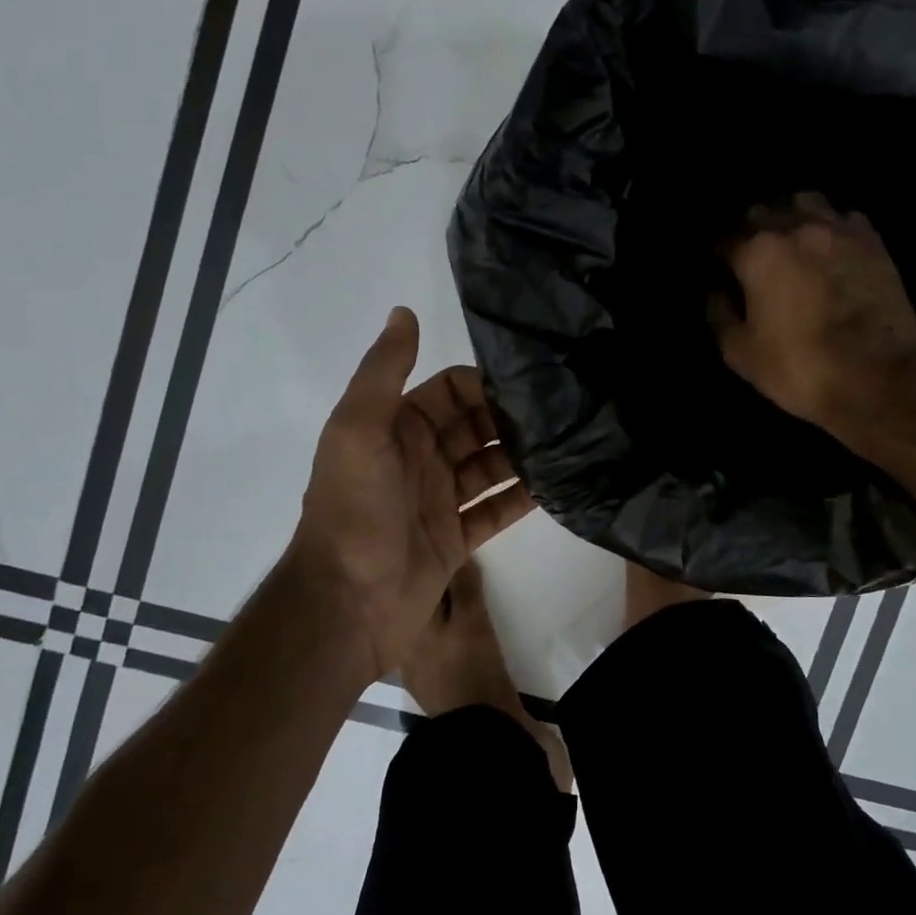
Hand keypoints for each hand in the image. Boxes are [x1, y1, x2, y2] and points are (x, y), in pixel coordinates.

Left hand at [285, 307, 532, 683]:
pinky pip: (496, 510)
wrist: (346, 604)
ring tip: (569, 445)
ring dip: (523, 457)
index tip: (529, 383)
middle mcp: (420, 460)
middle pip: (475, 428)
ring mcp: (439, 501)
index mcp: (395, 429)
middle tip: (562, 414)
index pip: (449, 392)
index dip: (484, 385)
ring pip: (490, 467)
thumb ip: (383, 371)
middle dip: (511, 420)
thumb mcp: (358, 430)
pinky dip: (523, 499)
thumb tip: (404, 310)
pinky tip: (558, 487)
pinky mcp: (456, 538)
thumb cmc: (353, 509)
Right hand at [712, 194, 915, 440]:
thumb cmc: (800, 368)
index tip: (717, 268)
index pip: (723, 238)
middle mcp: (796, 227)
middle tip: (750, 255)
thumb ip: (720, 315)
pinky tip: (828, 246)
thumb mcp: (741, 354)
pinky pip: (842, 217)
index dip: (717, 255)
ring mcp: (839, 229)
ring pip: (805, 203)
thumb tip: (717, 293)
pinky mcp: (873, 241)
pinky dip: (830, 226)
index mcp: (758, 252)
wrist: (879, 379)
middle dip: (751, 230)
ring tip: (790, 240)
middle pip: (762, 212)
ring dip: (791, 218)